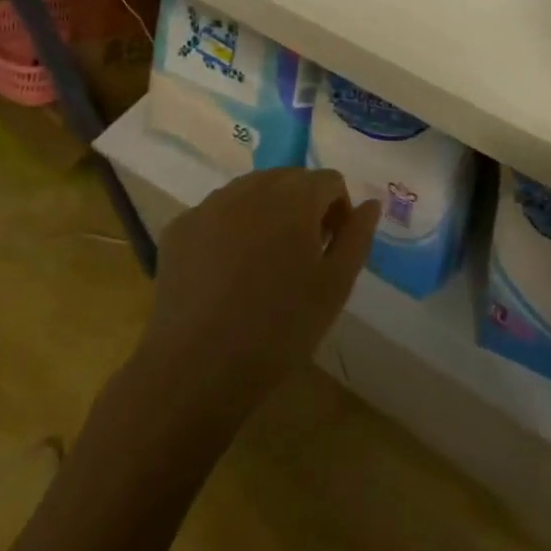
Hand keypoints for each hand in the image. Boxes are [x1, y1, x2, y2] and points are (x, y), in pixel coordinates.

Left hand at [138, 168, 380, 417]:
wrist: (196, 371)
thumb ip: (357, 236)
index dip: (339, 211)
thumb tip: (371, 204)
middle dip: (303, 206)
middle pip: (290, 179)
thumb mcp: (335, 287)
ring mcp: (210, 204)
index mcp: (295, 198)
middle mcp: (252, 188)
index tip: (331, 249)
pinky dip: (230, 228)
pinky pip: (217, 213)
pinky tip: (227, 272)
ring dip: (267, 212)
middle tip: (301, 256)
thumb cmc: (279, 330)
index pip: (330, 180)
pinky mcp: (180, 227)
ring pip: (252, 191)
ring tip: (263, 263)